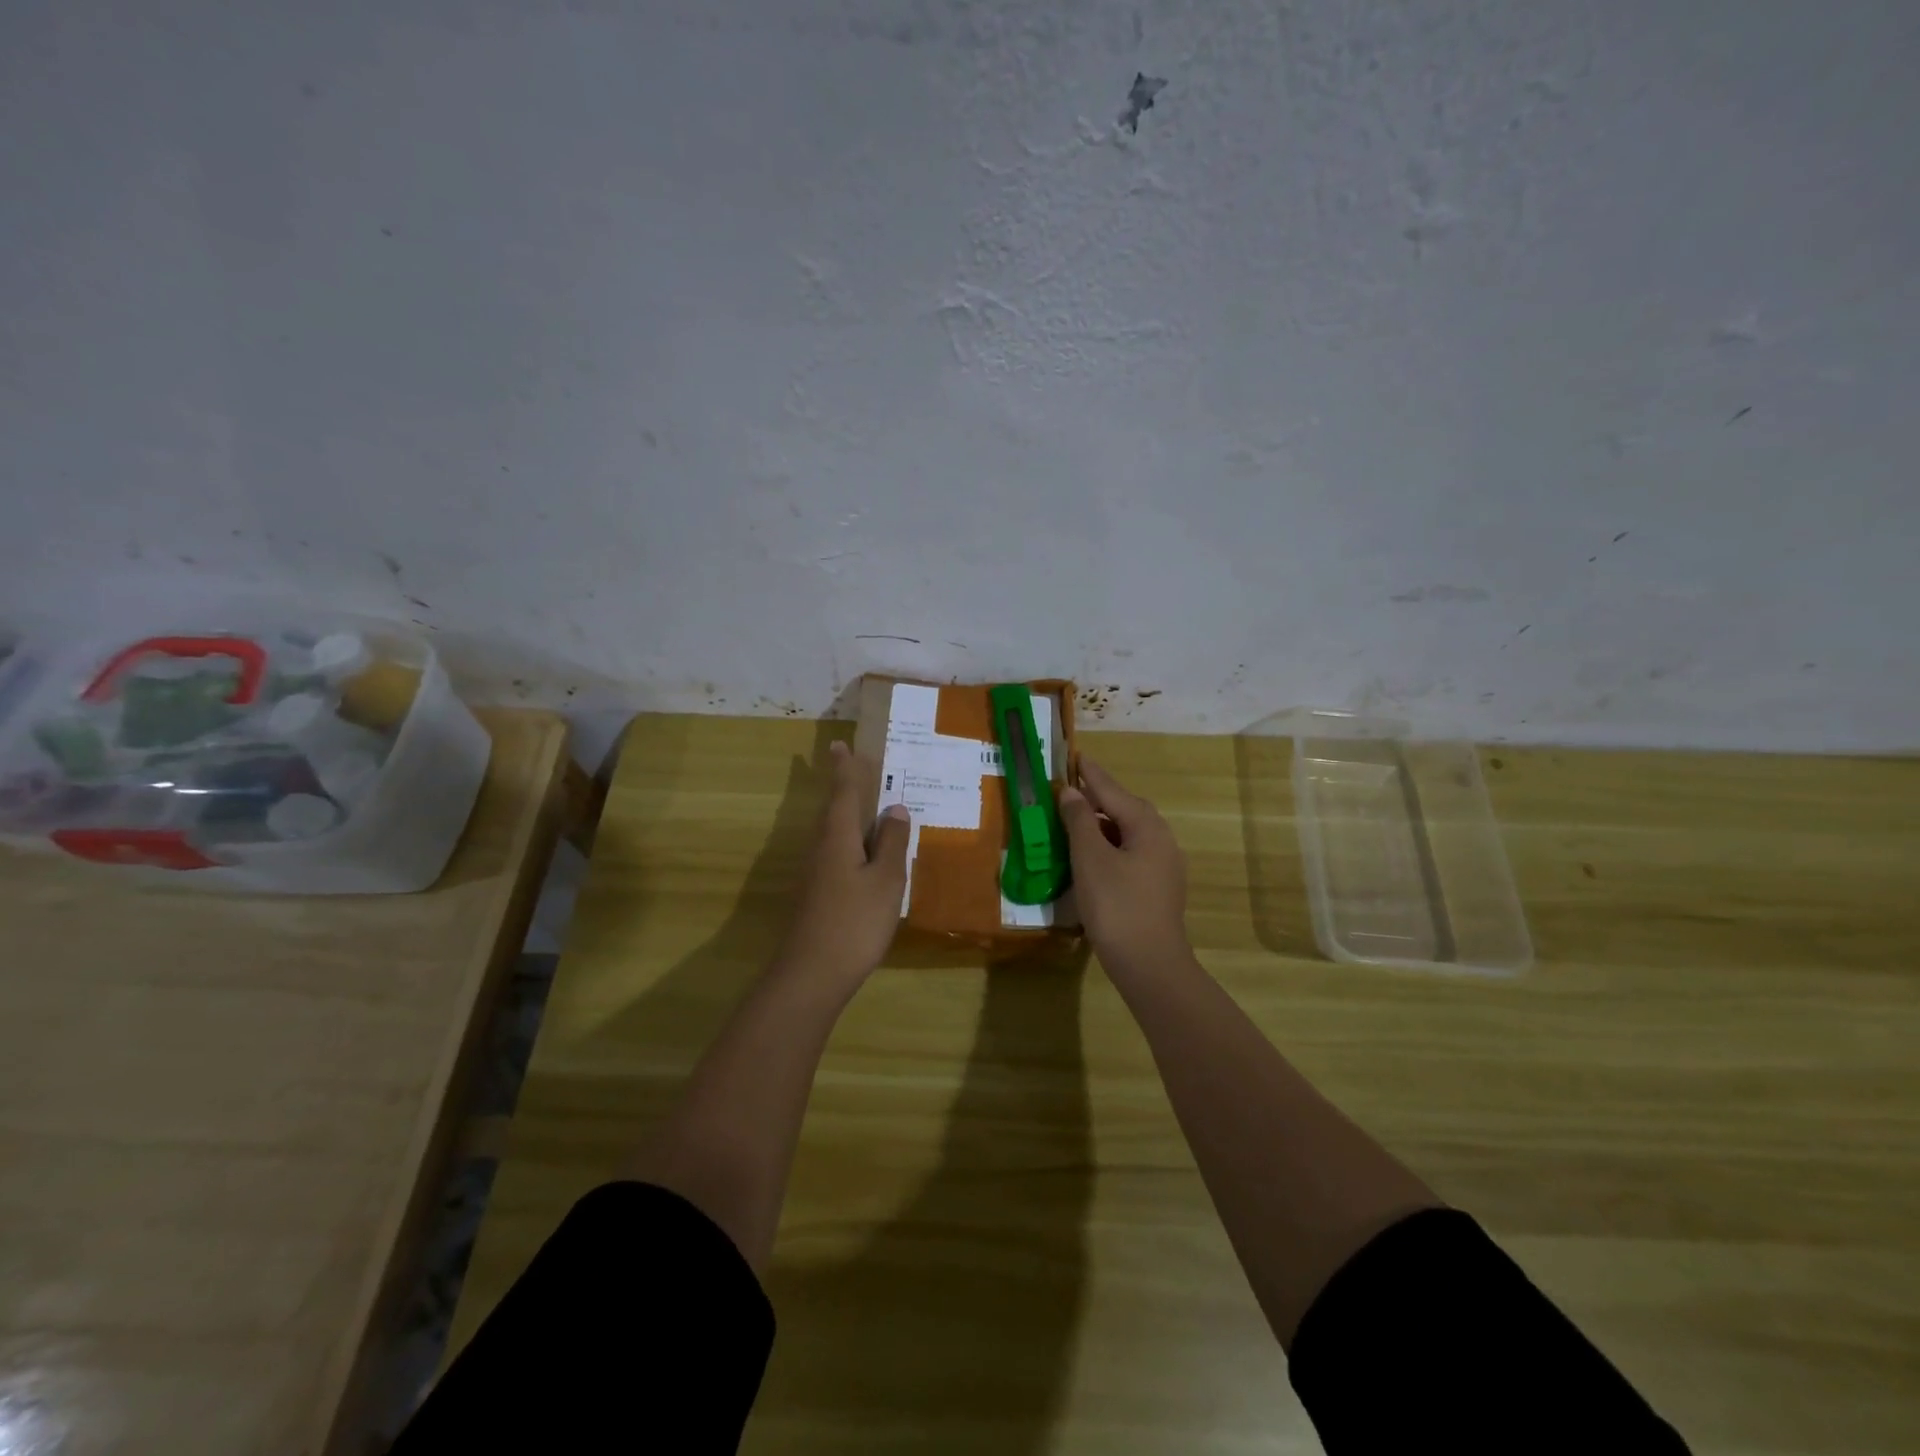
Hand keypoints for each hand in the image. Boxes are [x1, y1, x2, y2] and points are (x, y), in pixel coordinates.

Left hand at [775, 740, 911, 996]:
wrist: (812, 974)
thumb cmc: (854, 921)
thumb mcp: (885, 880)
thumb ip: (891, 842)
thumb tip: (895, 808)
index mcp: (837, 837)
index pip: (842, 793)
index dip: (844, 769)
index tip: (839, 745)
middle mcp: (821, 848)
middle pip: (833, 810)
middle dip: (844, 788)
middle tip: (855, 768)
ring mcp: (815, 873)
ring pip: (833, 833)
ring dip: (848, 816)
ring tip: (868, 808)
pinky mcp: (817, 894)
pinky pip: (836, 854)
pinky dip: (851, 843)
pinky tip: (865, 855)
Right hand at [1059, 758, 1192, 982]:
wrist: (1149, 964)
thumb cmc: (1116, 905)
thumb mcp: (1090, 858)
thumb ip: (1080, 820)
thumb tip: (1070, 791)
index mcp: (1147, 826)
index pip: (1112, 790)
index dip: (1090, 774)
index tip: (1076, 756)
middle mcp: (1161, 839)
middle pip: (1125, 809)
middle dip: (1097, 798)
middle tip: (1068, 791)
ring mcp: (1164, 865)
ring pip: (1128, 833)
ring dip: (1102, 825)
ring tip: (1074, 823)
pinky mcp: (1159, 887)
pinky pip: (1131, 853)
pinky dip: (1109, 846)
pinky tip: (1092, 857)